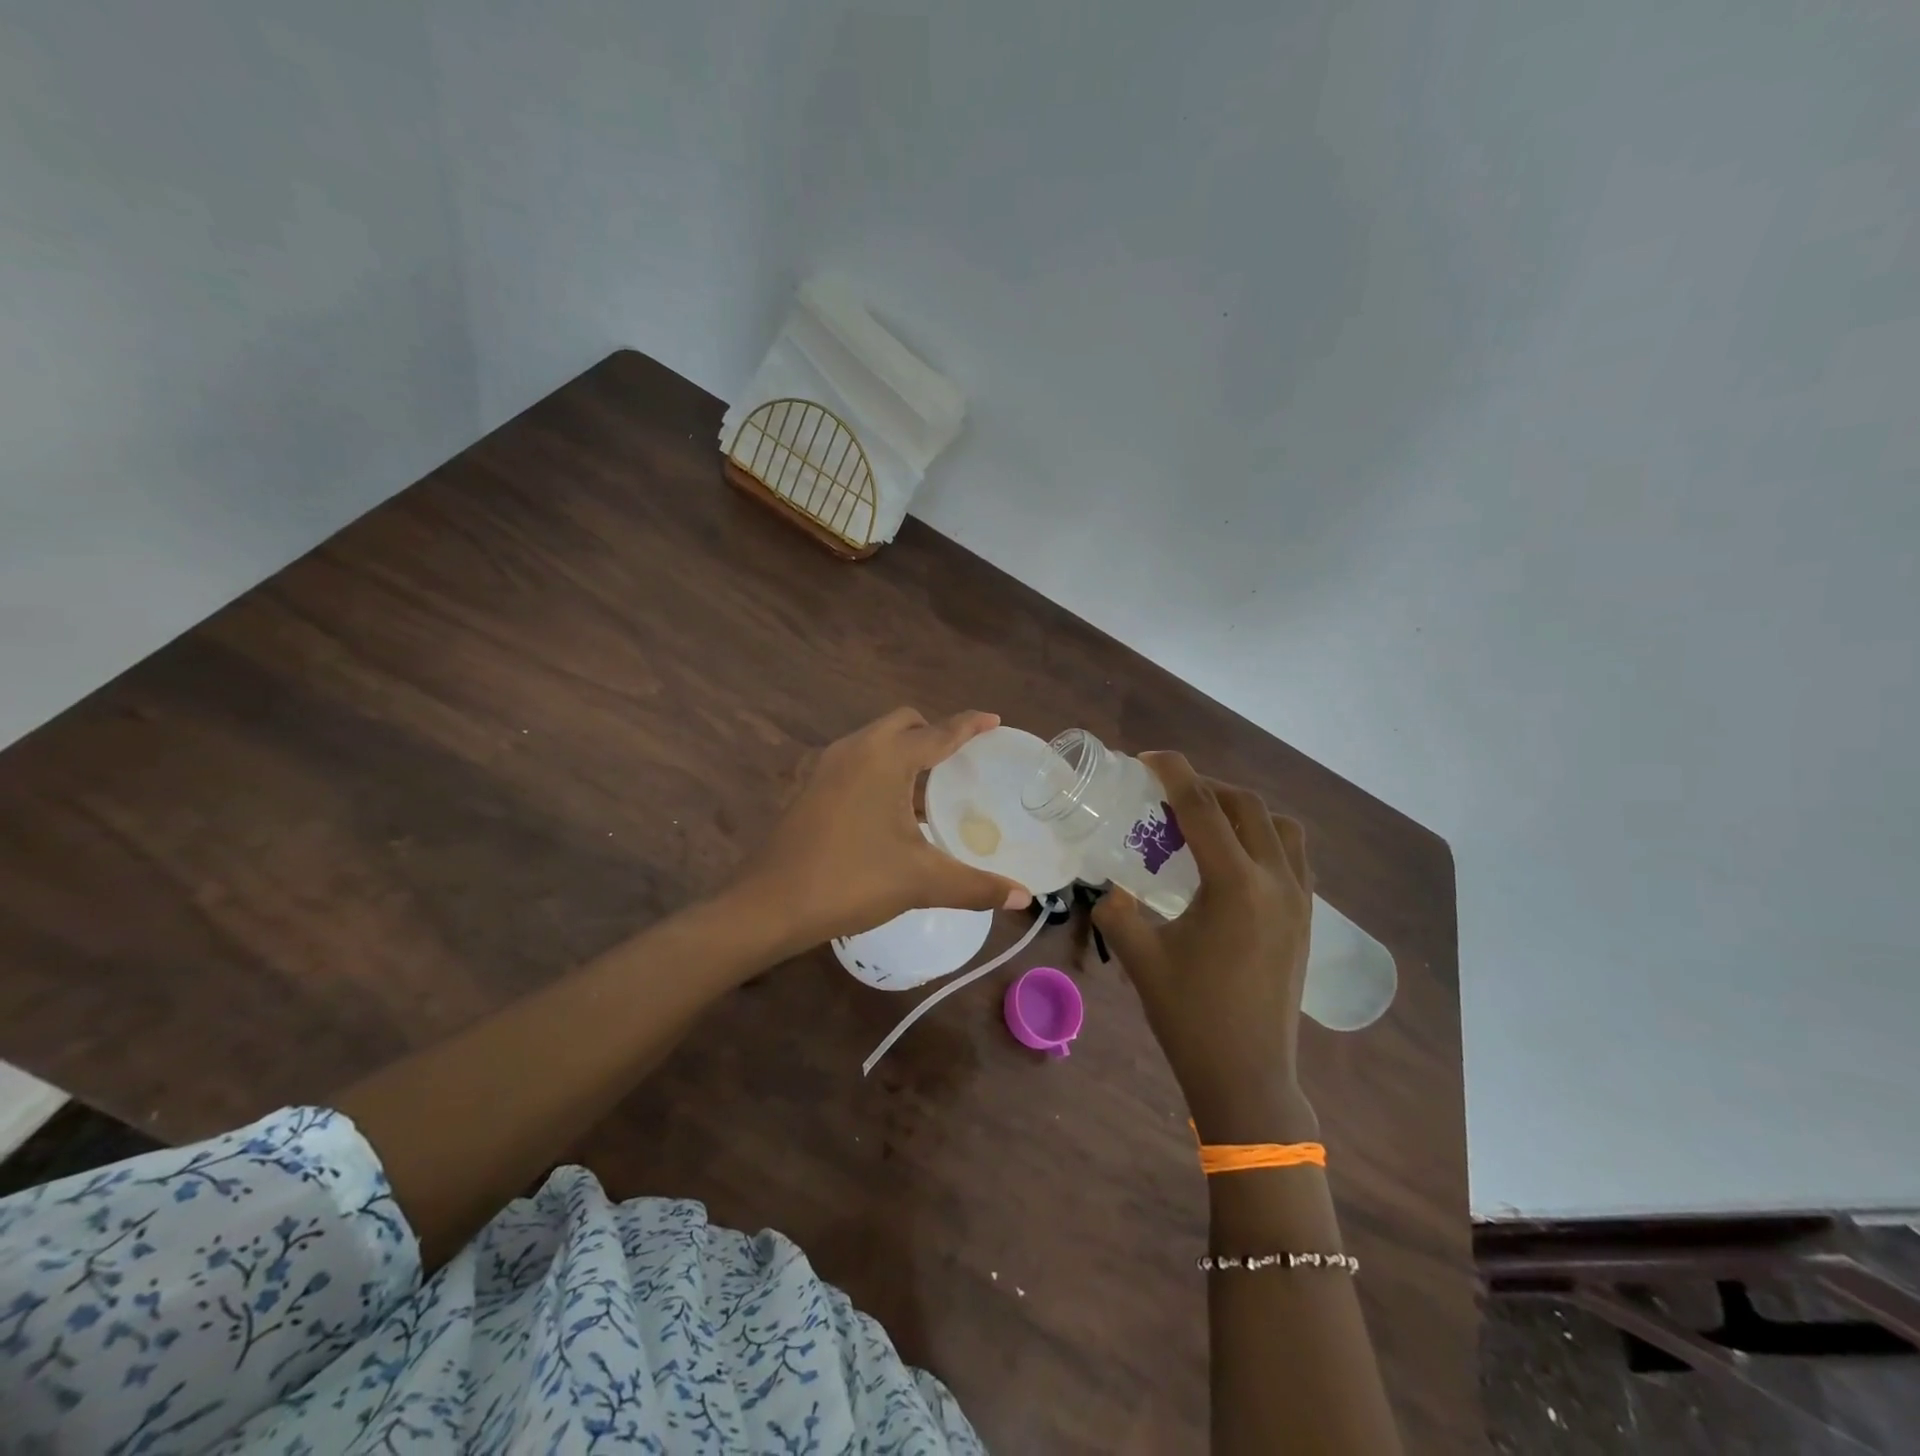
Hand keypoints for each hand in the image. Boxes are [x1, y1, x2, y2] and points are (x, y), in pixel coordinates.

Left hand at [736, 708, 1031, 951]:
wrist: (770, 905)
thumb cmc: (851, 881)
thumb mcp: (921, 882)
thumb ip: (976, 886)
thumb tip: (1023, 897)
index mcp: (885, 758)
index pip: (938, 732)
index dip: (969, 725)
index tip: (992, 719)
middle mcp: (854, 748)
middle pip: (902, 723)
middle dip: (932, 732)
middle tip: (958, 760)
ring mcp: (823, 765)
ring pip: (874, 741)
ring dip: (902, 752)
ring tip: (926, 787)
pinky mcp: (806, 785)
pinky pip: (853, 761)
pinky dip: (877, 769)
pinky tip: (885, 809)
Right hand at [1092, 752, 1316, 1141]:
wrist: (1247, 1077)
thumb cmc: (1190, 1017)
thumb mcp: (1140, 957)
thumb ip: (1115, 911)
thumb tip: (1106, 888)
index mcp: (1235, 885)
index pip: (1203, 807)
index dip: (1173, 772)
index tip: (1147, 757)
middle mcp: (1276, 881)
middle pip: (1245, 806)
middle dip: (1205, 787)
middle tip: (1167, 794)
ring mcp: (1299, 899)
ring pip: (1280, 826)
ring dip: (1242, 809)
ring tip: (1205, 822)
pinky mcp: (1307, 918)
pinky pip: (1293, 855)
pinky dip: (1264, 837)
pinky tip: (1233, 859)